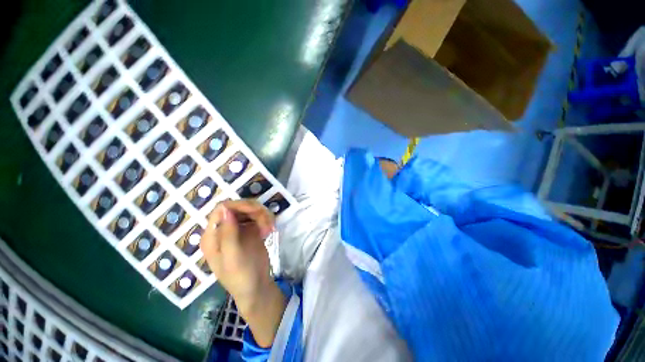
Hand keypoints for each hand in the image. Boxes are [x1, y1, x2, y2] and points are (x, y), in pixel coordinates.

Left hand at [200, 199, 285, 346]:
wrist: (256, 287)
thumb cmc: (240, 276)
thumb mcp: (233, 257)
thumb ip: (227, 233)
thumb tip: (225, 208)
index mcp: (212, 235)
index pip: (221, 209)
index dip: (238, 205)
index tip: (256, 212)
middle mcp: (224, 229)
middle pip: (238, 207)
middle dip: (254, 211)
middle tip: (268, 222)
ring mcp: (238, 229)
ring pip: (250, 210)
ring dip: (263, 215)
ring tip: (270, 229)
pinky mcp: (251, 230)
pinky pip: (259, 217)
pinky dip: (266, 220)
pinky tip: (269, 231)